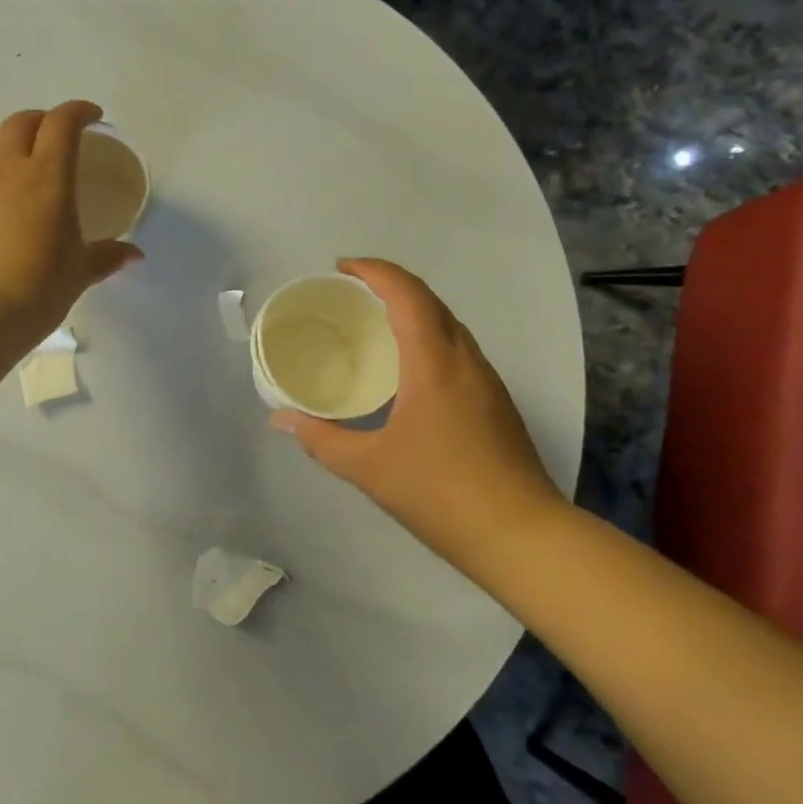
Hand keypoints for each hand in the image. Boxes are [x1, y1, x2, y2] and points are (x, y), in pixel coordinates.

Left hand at [0, 101, 142, 343]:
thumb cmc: (38, 287)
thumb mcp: (80, 273)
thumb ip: (106, 256)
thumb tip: (133, 255)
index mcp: (47, 178)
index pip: (61, 123)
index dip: (78, 112)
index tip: (93, 118)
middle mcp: (9, 175)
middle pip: (21, 123)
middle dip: (43, 120)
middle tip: (61, 138)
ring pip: (0, 160)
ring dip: (21, 162)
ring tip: (39, 198)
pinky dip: (3, 196)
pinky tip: (12, 231)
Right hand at [270, 259, 564, 566]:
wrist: (521, 536)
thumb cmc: (440, 494)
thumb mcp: (369, 468)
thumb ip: (321, 439)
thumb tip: (281, 419)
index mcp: (434, 363)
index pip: (407, 294)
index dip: (374, 271)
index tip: (341, 268)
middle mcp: (465, 360)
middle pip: (431, 301)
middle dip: (391, 284)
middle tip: (351, 292)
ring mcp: (487, 380)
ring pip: (449, 324)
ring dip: (413, 309)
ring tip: (375, 322)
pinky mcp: (496, 402)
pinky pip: (458, 349)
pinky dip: (429, 336)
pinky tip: (409, 367)